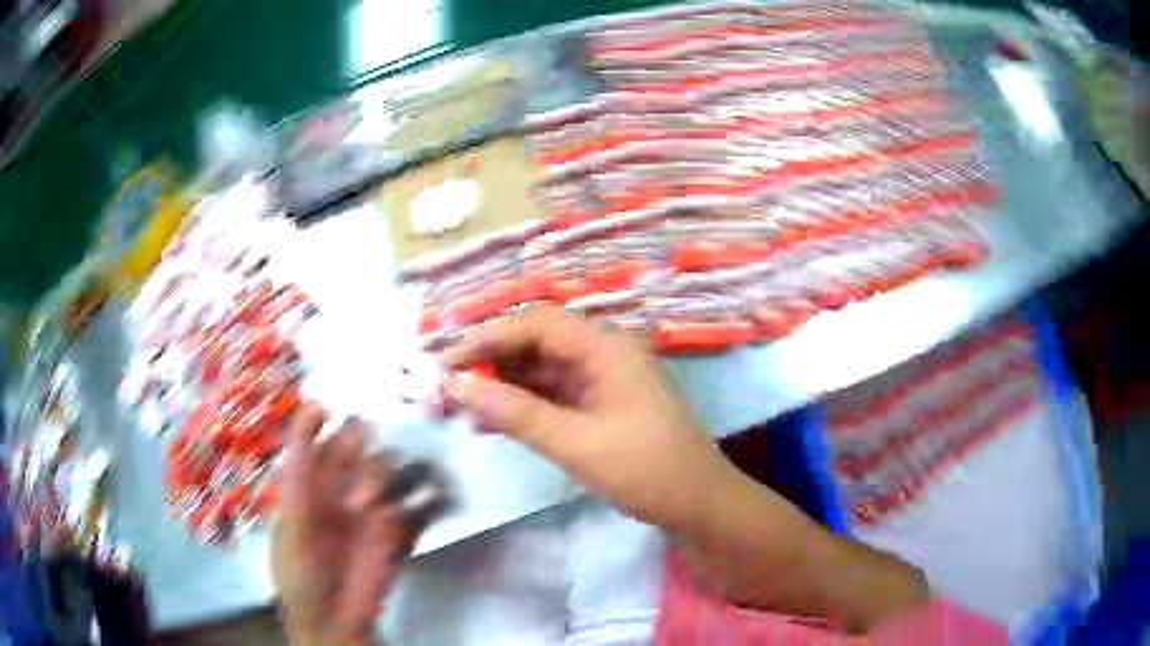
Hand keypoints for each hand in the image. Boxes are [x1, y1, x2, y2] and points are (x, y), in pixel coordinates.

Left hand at [273, 404, 420, 645]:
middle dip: (359, 449)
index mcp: (308, 485)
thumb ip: (300, 476)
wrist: (334, 623)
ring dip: (389, 477)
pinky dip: (433, 497)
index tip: (327, 408)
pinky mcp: (402, 532)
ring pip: (391, 470)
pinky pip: (423, 505)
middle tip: (356, 473)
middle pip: (357, 448)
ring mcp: (374, 509)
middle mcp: (342, 488)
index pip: (314, 439)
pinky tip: (433, 498)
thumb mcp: (291, 526)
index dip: (318, 419)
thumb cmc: (300, 575)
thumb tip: (314, 412)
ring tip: (378, 509)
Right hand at [443, 305, 729, 533]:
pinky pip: (553, 396)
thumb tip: (458, 386)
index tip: (446, 364)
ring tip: (462, 408)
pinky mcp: (601, 406)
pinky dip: (523, 406)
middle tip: (447, 389)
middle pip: (536, 343)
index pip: (535, 324)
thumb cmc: (646, 470)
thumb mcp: (577, 443)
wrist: (699, 505)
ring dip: (502, 386)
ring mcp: (603, 380)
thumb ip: (516, 413)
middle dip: (490, 362)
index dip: (487, 338)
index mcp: (607, 346)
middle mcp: (604, 353)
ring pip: (541, 371)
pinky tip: (492, 422)